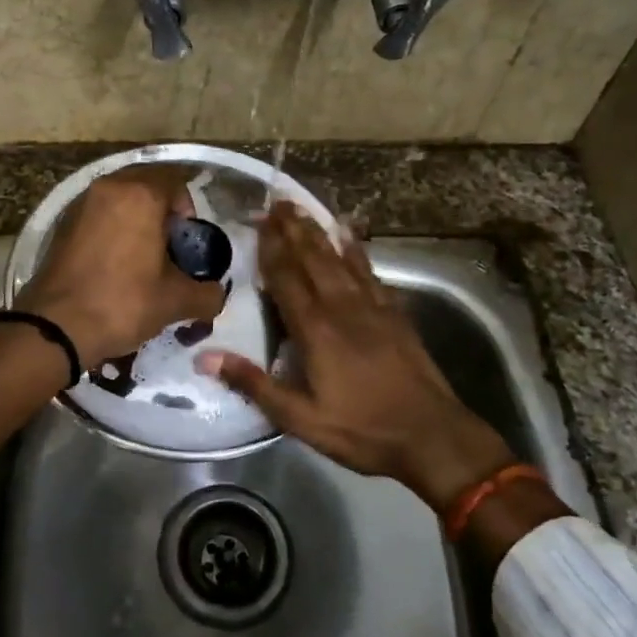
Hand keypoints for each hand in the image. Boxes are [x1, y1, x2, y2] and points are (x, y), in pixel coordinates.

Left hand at [16, 166, 226, 365]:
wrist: (56, 327)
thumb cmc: (123, 303)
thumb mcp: (175, 301)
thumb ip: (207, 294)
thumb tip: (216, 295)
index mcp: (140, 195)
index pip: (174, 179)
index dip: (187, 207)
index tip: (185, 241)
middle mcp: (109, 188)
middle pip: (145, 183)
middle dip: (161, 208)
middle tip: (167, 245)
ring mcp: (80, 204)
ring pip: (118, 197)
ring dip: (134, 216)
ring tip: (141, 255)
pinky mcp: (61, 224)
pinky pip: (96, 214)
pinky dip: (110, 228)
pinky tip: (113, 263)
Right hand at [201, 202, 514, 512]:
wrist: (431, 434)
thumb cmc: (361, 430)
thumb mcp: (300, 418)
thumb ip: (254, 384)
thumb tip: (205, 357)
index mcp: (315, 330)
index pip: (286, 279)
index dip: (270, 249)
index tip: (257, 222)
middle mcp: (341, 307)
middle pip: (312, 259)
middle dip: (292, 229)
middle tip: (276, 201)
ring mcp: (372, 306)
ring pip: (339, 259)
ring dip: (318, 232)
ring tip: (302, 209)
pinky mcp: (394, 313)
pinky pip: (369, 271)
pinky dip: (356, 250)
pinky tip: (349, 234)